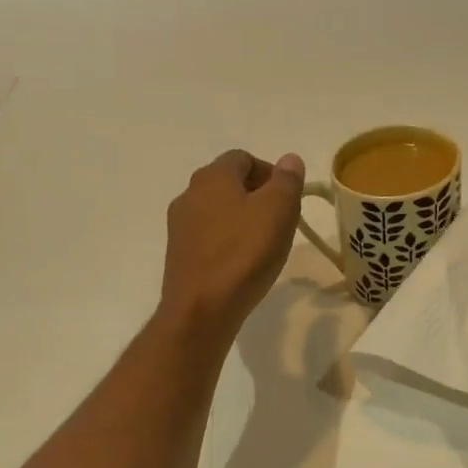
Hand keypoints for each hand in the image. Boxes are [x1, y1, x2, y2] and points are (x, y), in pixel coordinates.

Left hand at [158, 148, 305, 345]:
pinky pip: (209, 238)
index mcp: (212, 176)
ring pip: (218, 212)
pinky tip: (242, 266)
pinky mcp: (178, 255)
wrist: (202, 309)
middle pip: (229, 184)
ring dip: (242, 221)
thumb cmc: (244, 253)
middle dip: (258, 197)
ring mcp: (179, 226)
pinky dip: (227, 244)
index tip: (289, 199)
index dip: (271, 173)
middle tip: (281, 223)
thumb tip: (289, 160)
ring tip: (264, 247)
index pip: (244, 158)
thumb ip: (287, 180)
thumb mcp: (278, 210)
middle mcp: (189, 194)